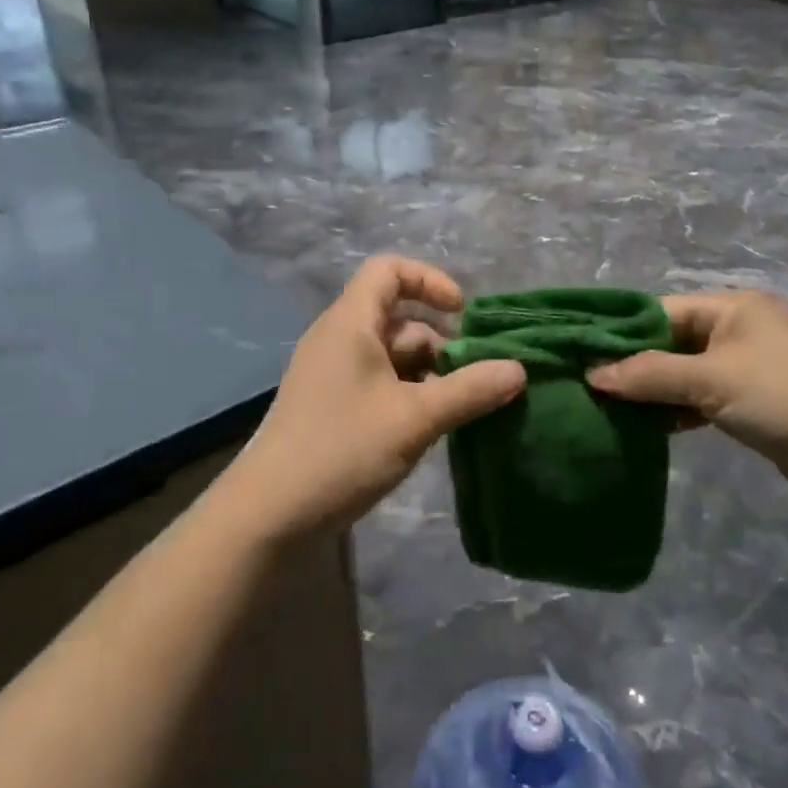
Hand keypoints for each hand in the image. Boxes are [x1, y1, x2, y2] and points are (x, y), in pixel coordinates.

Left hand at [212, 257, 525, 542]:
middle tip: (473, 377)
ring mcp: (333, 374)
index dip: (430, 281)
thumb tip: (519, 369)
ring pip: (391, 355)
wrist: (268, 516)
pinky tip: (429, 427)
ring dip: (428, 373)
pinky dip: (409, 394)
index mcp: (350, 323)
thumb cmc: (341, 451)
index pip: (389, 270)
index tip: (461, 315)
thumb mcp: (414, 419)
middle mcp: (339, 339)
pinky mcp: (332, 406)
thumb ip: (469, 390)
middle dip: (440, 342)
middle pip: (398, 318)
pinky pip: (379, 382)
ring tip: (459, 408)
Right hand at [587, 291, 787, 511]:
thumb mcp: (712, 381)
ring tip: (609, 408)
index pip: (662, 311)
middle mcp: (740, 328)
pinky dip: (677, 409)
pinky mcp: (754, 400)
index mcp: (733, 307)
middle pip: (672, 341)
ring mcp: (748, 365)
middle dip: (635, 365)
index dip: (623, 333)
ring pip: (685, 372)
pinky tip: (648, 427)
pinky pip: (702, 396)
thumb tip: (591, 375)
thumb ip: (649, 375)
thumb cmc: (784, 399)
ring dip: (654, 391)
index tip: (583, 355)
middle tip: (591, 385)